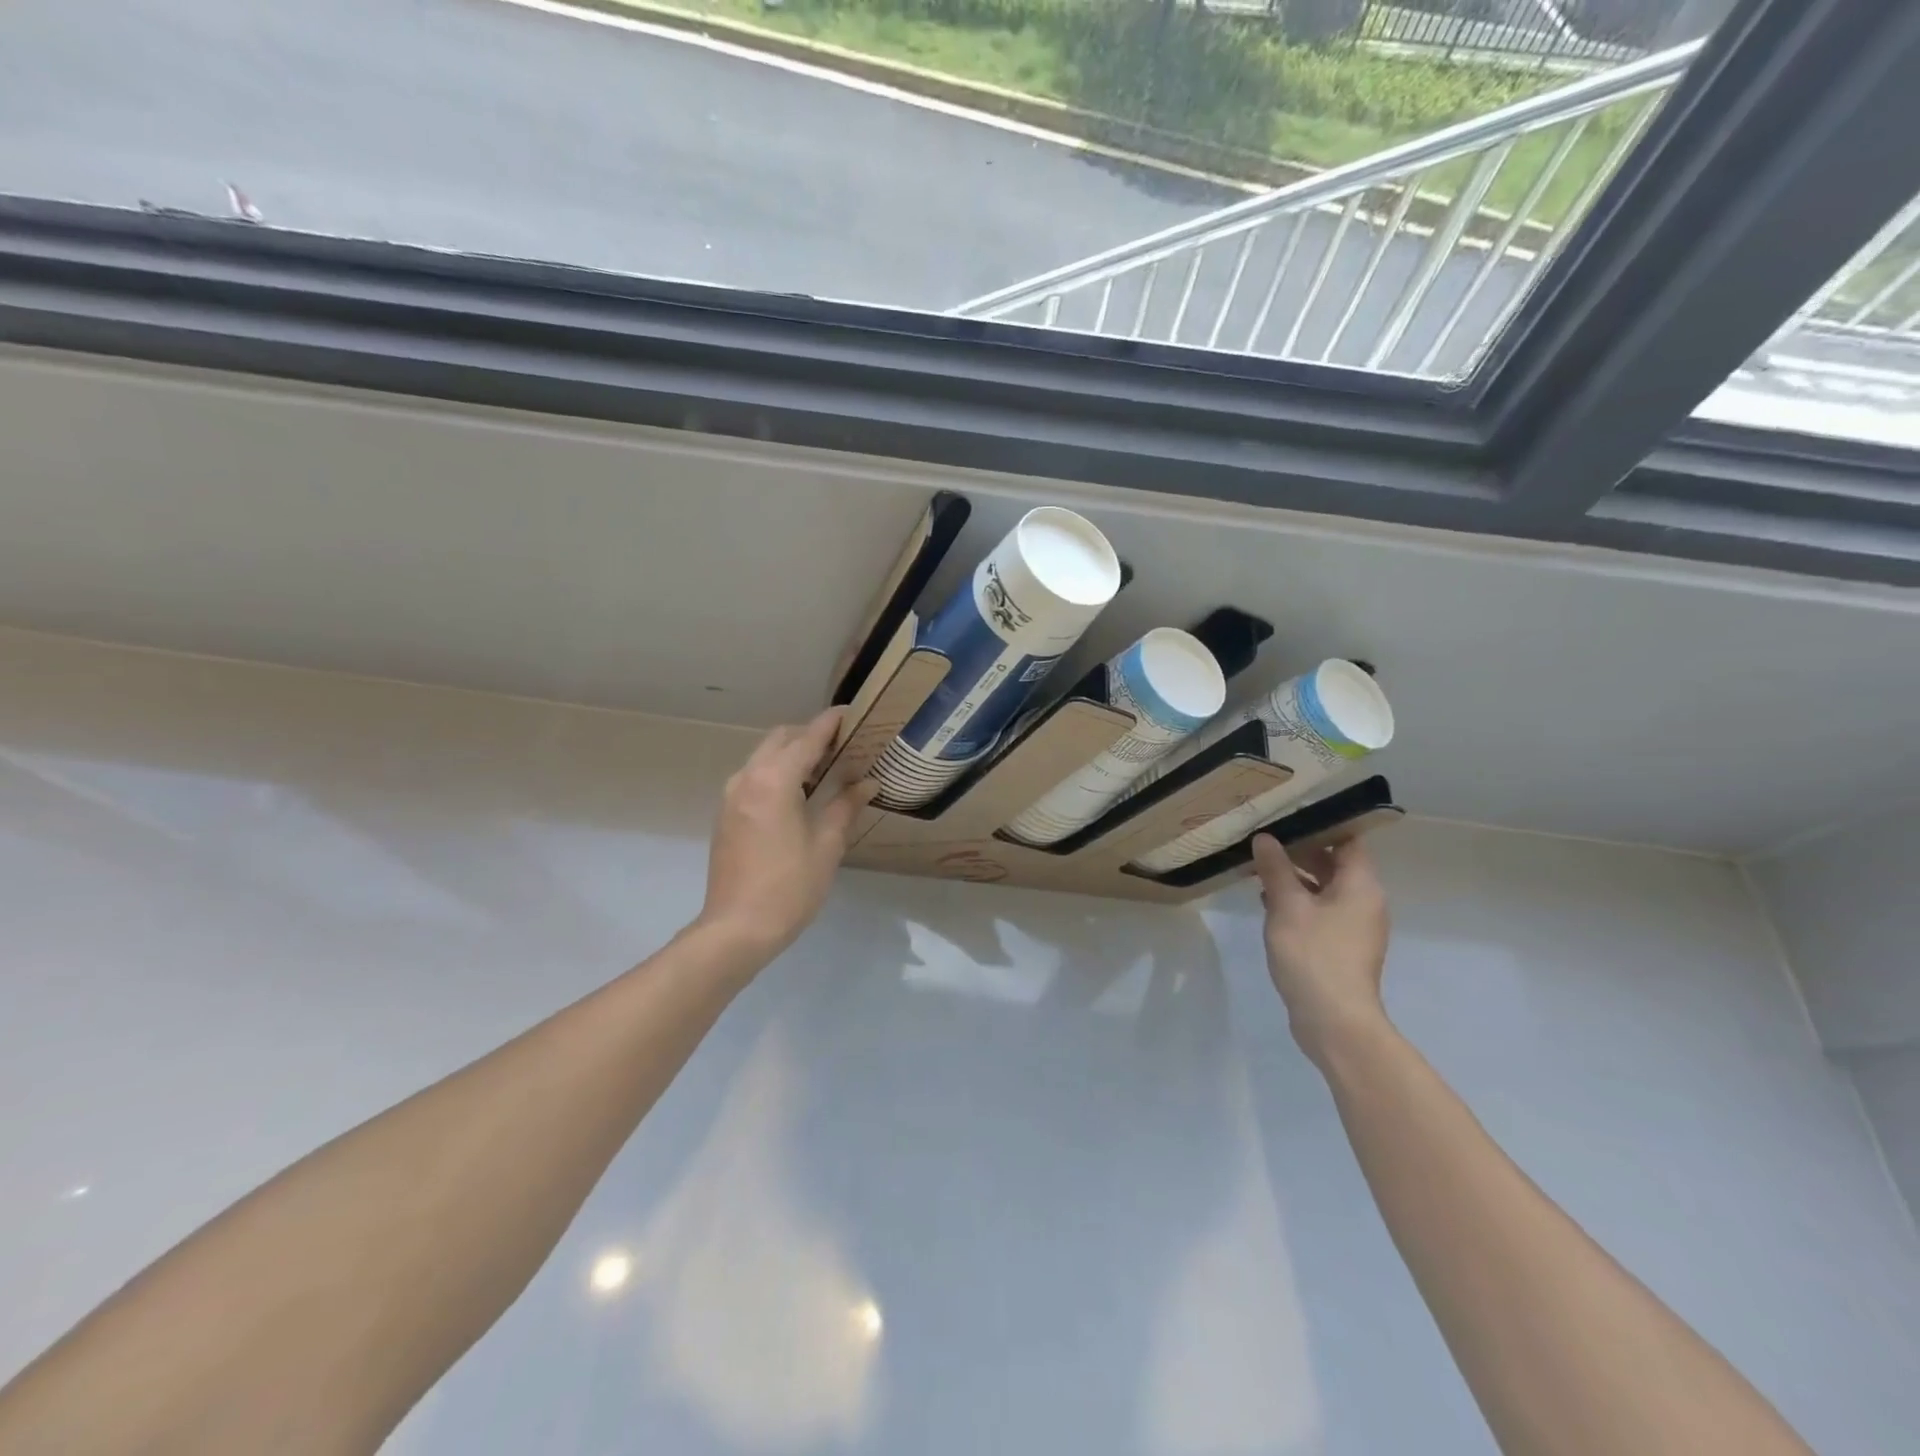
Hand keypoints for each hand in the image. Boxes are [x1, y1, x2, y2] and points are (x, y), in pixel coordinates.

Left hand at [696, 709, 874, 963]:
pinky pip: (754, 776)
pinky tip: (800, 793)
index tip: (851, 712)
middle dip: (810, 735)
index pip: (807, 738)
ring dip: (793, 754)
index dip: (830, 723)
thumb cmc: (790, 886)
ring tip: (826, 768)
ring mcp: (731, 796)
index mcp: (774, 780)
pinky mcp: (726, 814)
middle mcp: (748, 778)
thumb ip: (846, 806)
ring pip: (764, 756)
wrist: (736, 928)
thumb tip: (868, 783)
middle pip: (781, 739)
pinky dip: (778, 772)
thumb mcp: (826, 845)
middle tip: (843, 745)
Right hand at [1251, 835, 1390, 1065]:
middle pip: (1336, 864)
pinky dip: (1298, 901)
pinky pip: (1321, 911)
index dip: (1320, 825)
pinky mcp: (1341, 947)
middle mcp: (1365, 902)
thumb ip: (1275, 868)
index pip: (1348, 841)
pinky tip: (1267, 902)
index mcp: (1361, 886)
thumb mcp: (1287, 905)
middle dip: (1300, 851)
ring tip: (1259, 868)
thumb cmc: (1313, 954)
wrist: (1333, 1020)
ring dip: (1295, 877)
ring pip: (1325, 888)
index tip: (1287, 816)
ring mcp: (1354, 927)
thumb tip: (1265, 838)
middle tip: (1264, 840)